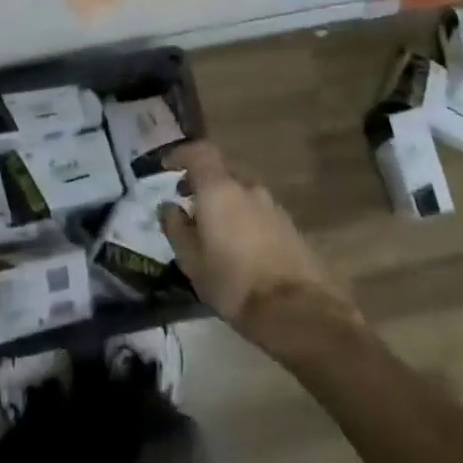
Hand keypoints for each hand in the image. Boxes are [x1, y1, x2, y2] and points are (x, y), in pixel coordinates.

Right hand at [158, 141, 350, 339]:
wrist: (297, 310)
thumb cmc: (233, 282)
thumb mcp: (191, 260)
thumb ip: (176, 228)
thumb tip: (168, 207)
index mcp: (220, 190)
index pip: (200, 152)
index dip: (181, 154)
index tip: (166, 168)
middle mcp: (248, 189)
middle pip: (222, 170)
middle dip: (201, 180)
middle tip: (186, 199)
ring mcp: (273, 206)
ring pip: (241, 191)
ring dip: (223, 200)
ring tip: (210, 226)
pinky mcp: (289, 226)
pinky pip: (257, 210)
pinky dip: (241, 215)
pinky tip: (236, 242)